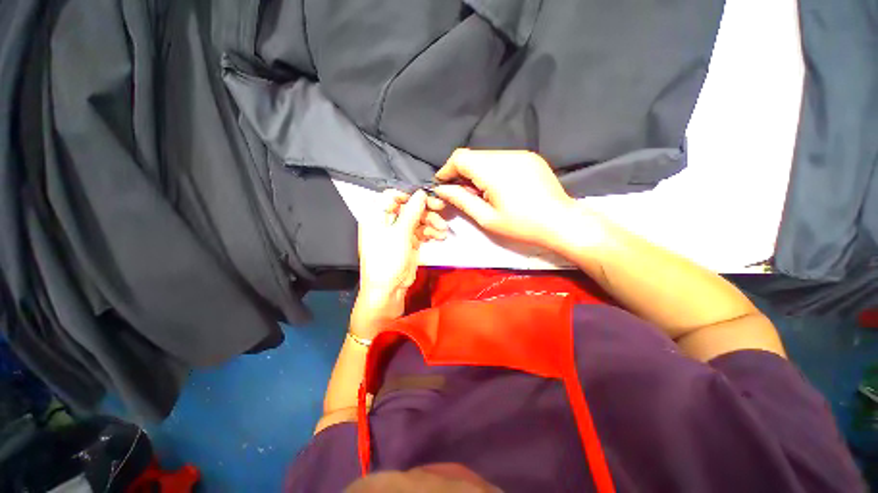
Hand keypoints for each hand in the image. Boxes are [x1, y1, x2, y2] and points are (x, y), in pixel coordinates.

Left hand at [356, 190, 446, 320]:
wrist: (388, 289)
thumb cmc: (387, 260)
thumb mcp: (399, 234)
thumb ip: (411, 212)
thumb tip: (421, 193)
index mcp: (376, 216)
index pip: (391, 196)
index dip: (408, 195)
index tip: (424, 197)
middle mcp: (387, 221)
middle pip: (408, 207)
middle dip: (425, 208)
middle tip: (440, 207)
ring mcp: (399, 232)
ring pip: (418, 219)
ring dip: (432, 222)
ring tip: (442, 228)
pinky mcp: (409, 242)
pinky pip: (422, 231)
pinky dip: (431, 232)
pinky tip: (440, 235)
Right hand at [431, 149, 576, 247]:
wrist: (562, 223)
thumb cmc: (522, 226)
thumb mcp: (487, 218)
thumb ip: (462, 200)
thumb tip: (442, 190)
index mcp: (494, 170)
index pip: (460, 157)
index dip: (447, 169)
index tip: (443, 185)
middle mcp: (507, 155)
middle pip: (473, 156)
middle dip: (462, 172)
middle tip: (463, 194)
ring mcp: (521, 154)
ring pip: (487, 156)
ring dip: (477, 171)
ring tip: (482, 193)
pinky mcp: (530, 157)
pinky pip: (502, 158)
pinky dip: (492, 170)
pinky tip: (498, 187)